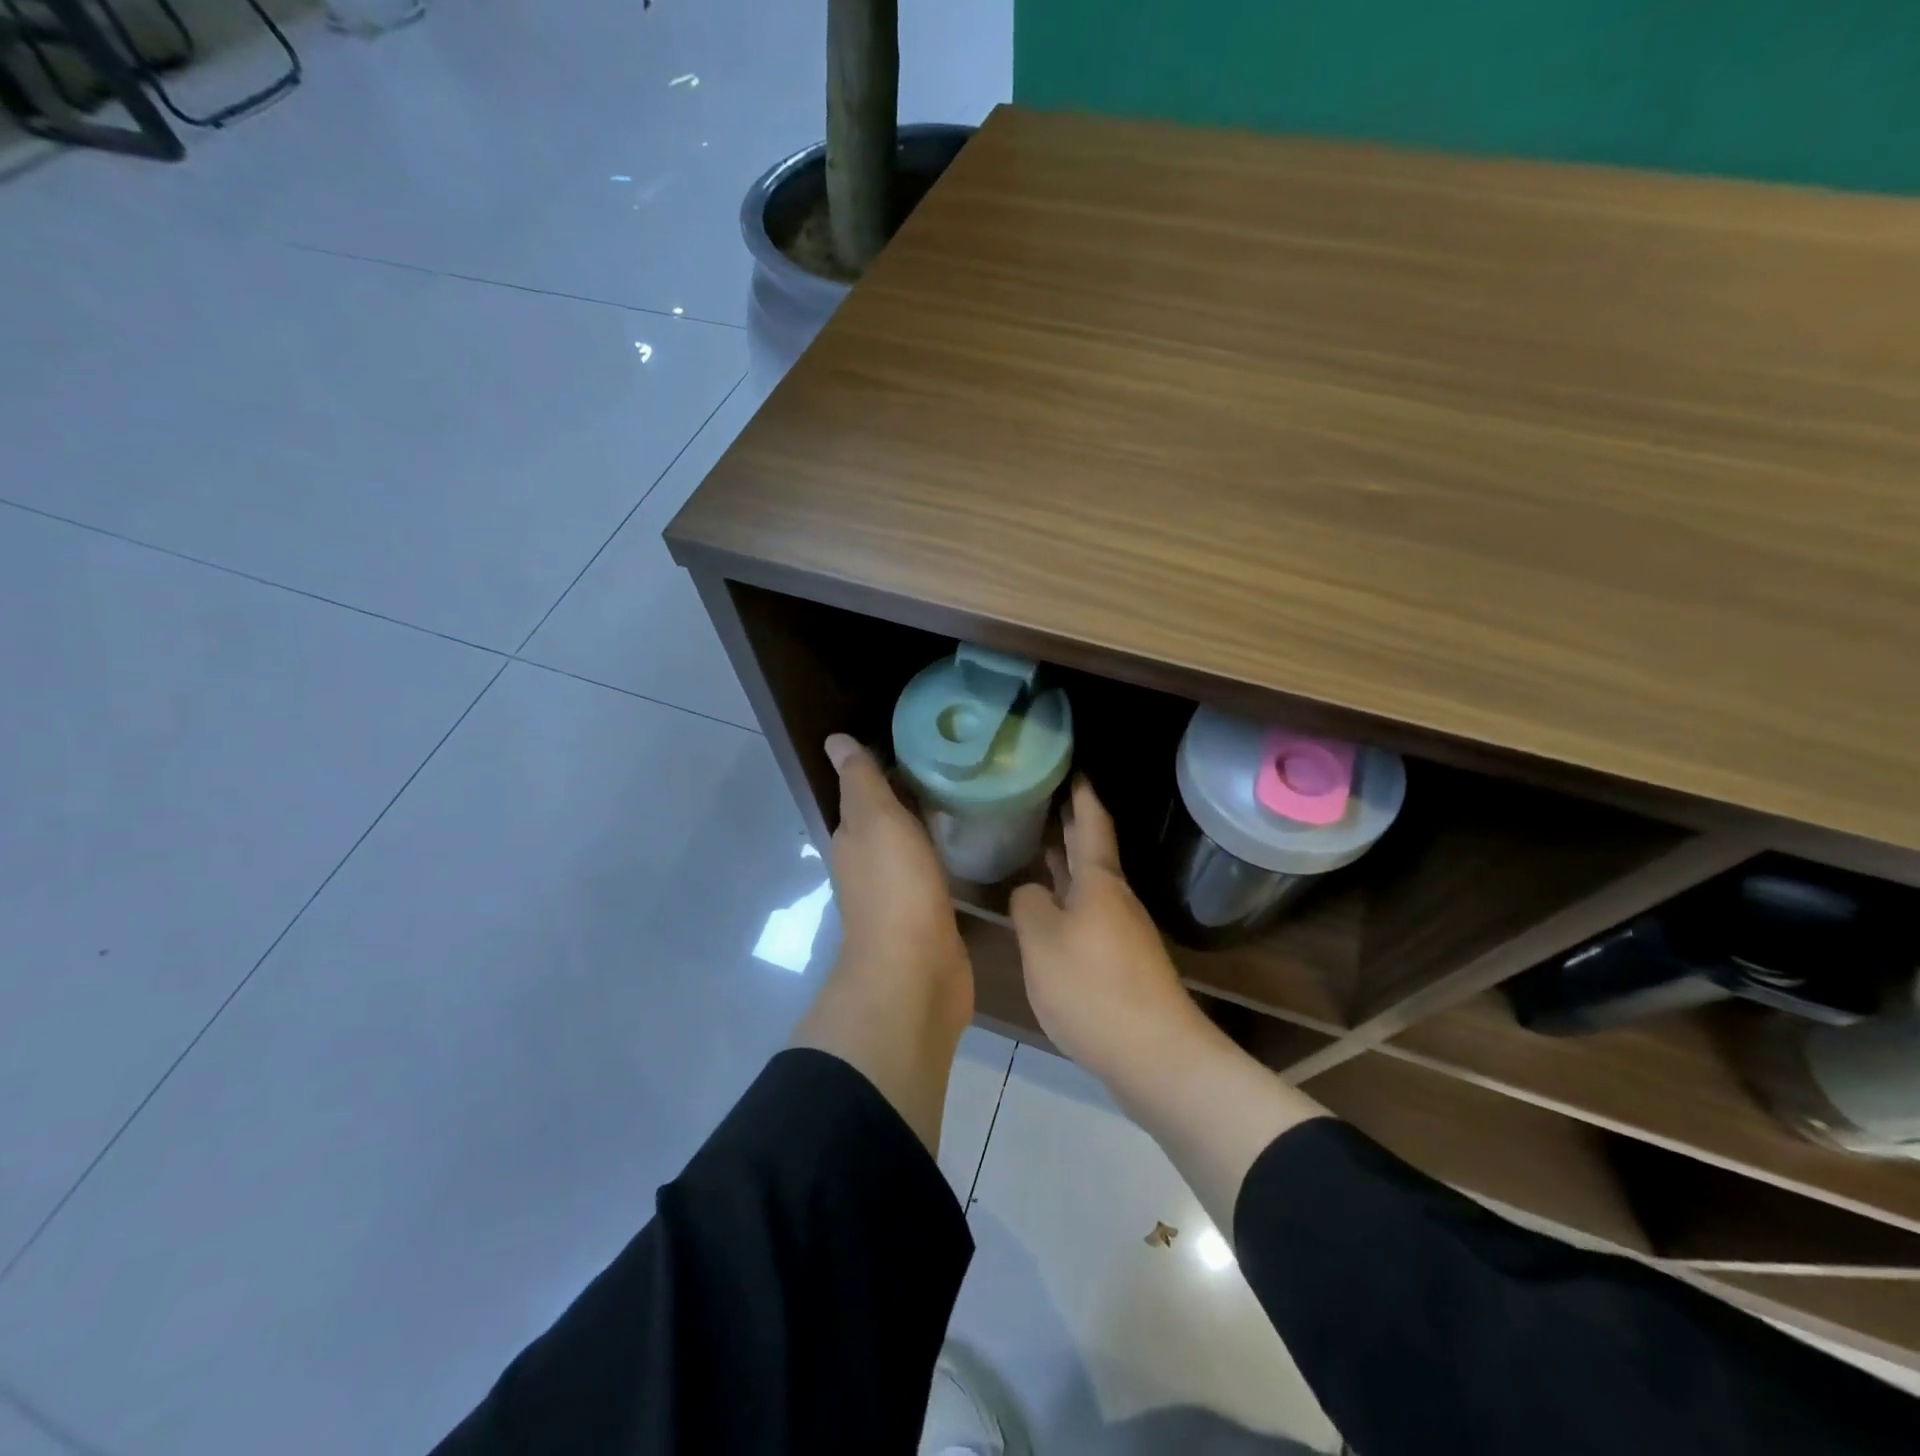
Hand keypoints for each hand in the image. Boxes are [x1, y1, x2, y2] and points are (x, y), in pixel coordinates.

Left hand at [821, 733, 972, 1031]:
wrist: (915, 973)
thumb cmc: (894, 888)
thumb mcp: (875, 821)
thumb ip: (861, 781)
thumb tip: (835, 740)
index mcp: (854, 838)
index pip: (866, 792)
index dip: (887, 766)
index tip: (925, 741)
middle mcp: (870, 864)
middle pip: (890, 819)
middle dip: (914, 793)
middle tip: (958, 765)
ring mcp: (900, 893)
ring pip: (914, 846)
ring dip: (931, 825)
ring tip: (970, 796)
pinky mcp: (929, 916)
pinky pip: (937, 874)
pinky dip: (947, 856)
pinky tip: (973, 845)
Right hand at [1009, 778, 1209, 1080]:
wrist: (1154, 1055)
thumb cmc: (1093, 987)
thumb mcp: (1042, 942)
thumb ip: (1029, 906)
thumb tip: (1031, 892)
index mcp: (1099, 882)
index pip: (1091, 822)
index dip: (1081, 793)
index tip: (1072, 766)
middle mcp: (1114, 898)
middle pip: (1091, 850)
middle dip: (1071, 822)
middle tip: (1044, 796)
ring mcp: (1121, 930)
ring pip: (1089, 883)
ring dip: (1067, 862)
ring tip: (1040, 844)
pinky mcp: (1120, 961)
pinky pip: (1088, 913)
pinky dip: (1068, 897)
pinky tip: (1049, 909)